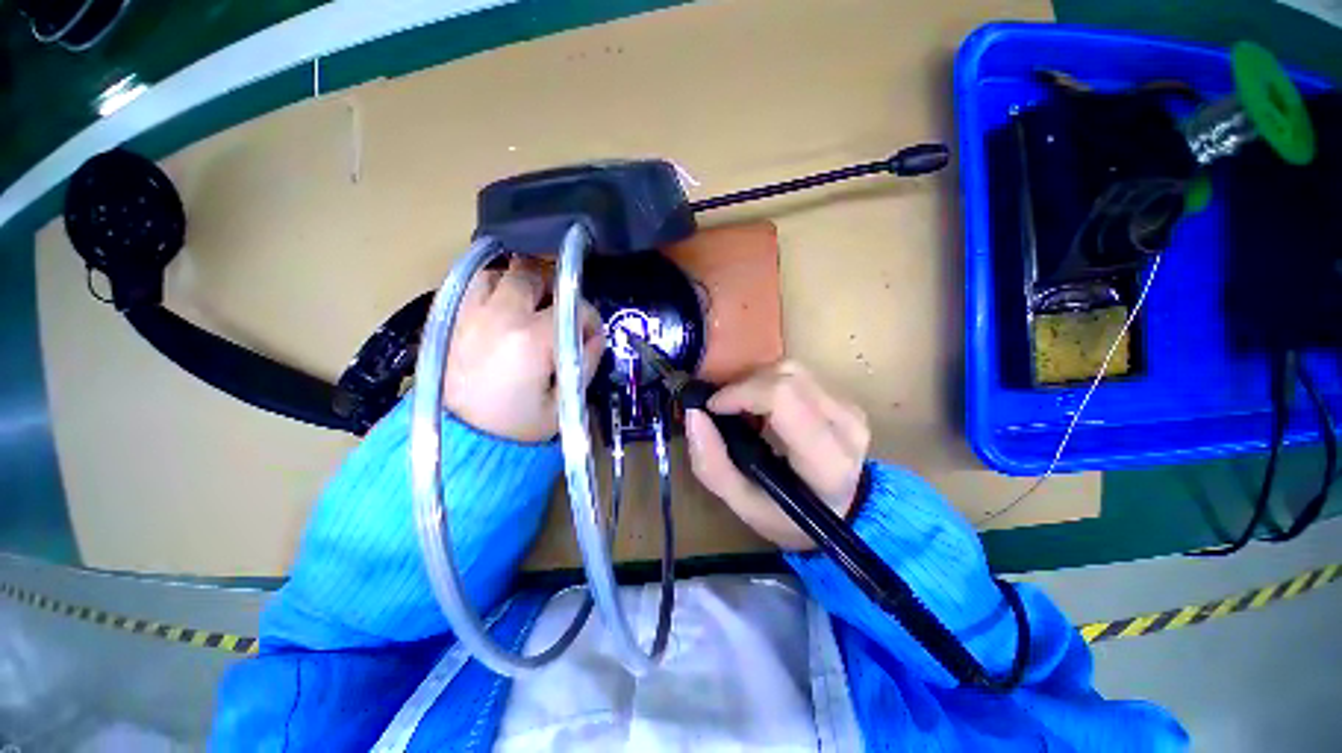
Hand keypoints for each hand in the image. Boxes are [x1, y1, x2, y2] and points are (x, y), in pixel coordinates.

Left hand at [444, 256, 603, 442]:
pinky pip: (469, 288)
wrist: (460, 444)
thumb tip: (597, 337)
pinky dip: (489, 289)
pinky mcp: (449, 322)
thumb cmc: (517, 428)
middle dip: (554, 288)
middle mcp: (499, 317)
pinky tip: (499, 308)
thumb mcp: (564, 404)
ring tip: (528, 305)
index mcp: (533, 339)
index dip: (590, 318)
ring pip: (497, 274)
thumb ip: (586, 364)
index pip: (574, 308)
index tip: (591, 335)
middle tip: (560, 310)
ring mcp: (469, 315)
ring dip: (517, 284)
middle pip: (531, 275)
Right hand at [685, 361, 870, 549]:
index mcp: (825, 460)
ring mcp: (850, 409)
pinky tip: (762, 407)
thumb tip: (693, 414)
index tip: (714, 407)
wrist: (839, 515)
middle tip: (723, 408)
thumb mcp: (742, 503)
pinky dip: (769, 383)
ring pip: (792, 369)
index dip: (741, 393)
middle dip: (743, 384)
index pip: (783, 398)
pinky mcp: (845, 400)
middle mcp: (846, 426)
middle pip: (786, 376)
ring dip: (756, 382)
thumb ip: (711, 463)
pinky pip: (799, 375)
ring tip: (741, 407)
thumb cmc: (788, 517)